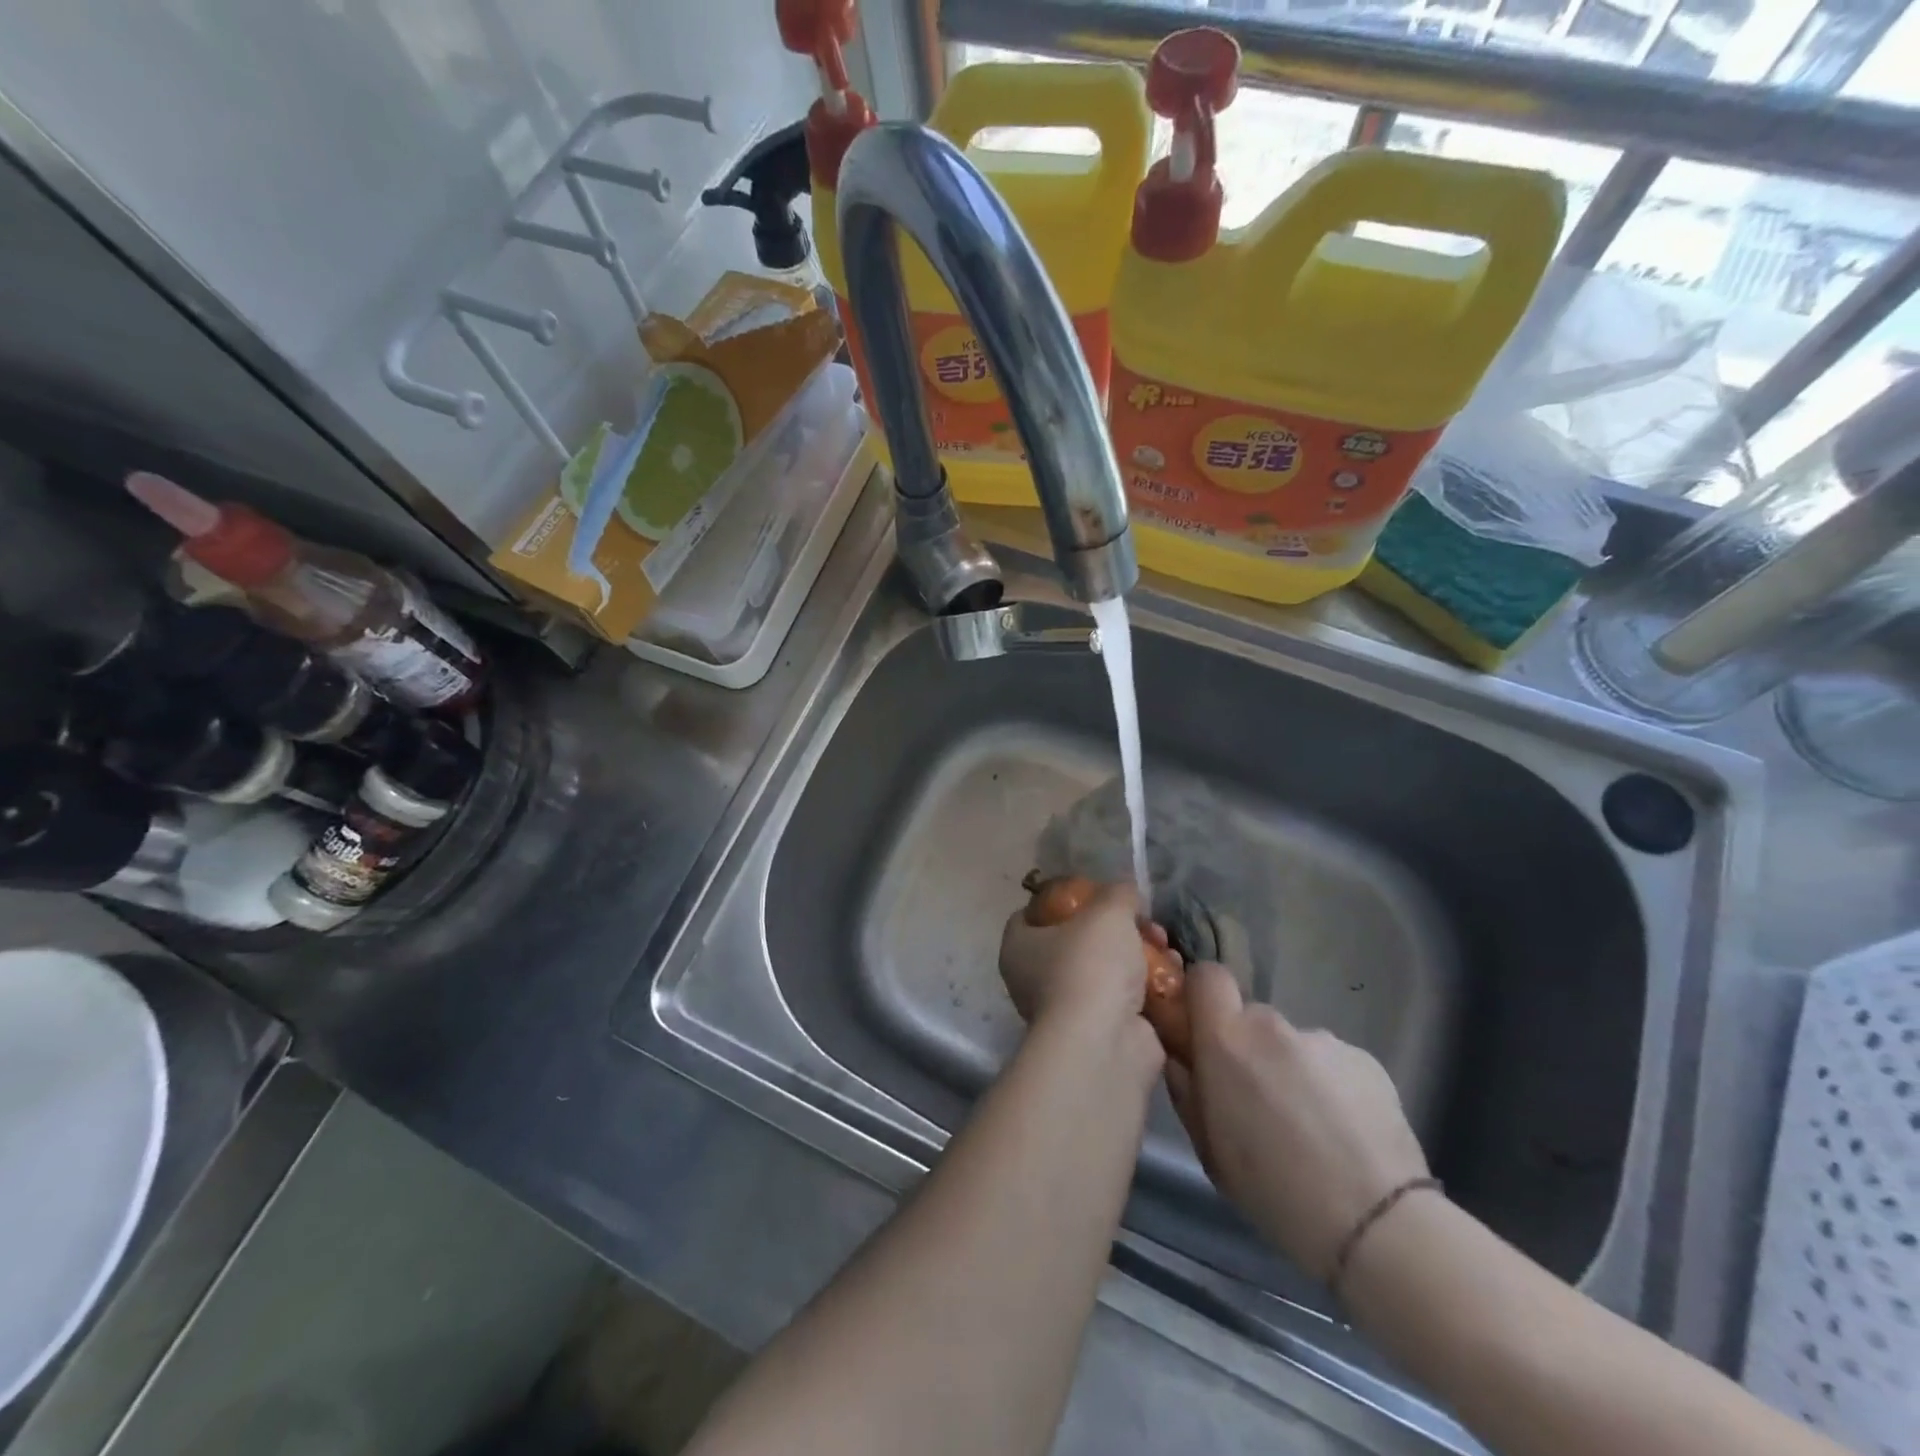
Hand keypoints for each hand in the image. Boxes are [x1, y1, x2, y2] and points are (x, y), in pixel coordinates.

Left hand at [999, 882, 1170, 1038]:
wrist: (1106, 1043)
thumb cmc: (1090, 966)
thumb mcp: (1107, 911)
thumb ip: (1118, 893)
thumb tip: (1125, 890)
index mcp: (1019, 946)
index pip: (1033, 913)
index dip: (1064, 899)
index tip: (1096, 894)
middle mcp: (1036, 978)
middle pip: (1080, 940)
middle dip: (1117, 928)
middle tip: (1145, 921)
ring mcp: (1069, 1008)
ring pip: (1107, 969)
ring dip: (1140, 955)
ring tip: (1166, 946)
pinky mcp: (1101, 1031)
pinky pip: (1127, 998)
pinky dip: (1150, 987)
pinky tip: (1174, 973)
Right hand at [1165, 962, 1429, 1281]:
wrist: (1377, 1224)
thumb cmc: (1273, 1190)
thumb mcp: (1208, 1147)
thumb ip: (1186, 1088)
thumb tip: (1180, 1057)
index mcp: (1226, 1039)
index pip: (1206, 976)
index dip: (1202, 997)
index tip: (1204, 1032)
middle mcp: (1272, 1026)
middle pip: (1250, 1018)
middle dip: (1249, 1049)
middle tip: (1259, 1102)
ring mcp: (1323, 1039)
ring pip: (1292, 1045)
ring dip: (1291, 1072)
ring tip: (1310, 1129)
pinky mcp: (1366, 1059)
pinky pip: (1332, 1064)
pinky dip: (1331, 1088)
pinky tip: (1344, 1135)